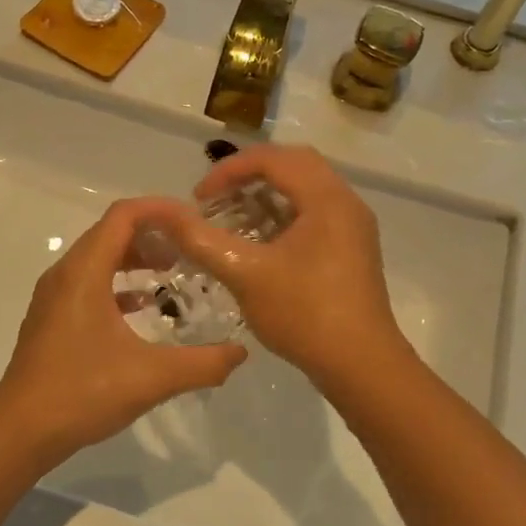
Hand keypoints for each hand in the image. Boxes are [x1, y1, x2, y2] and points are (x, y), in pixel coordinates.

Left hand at [0, 199, 247, 464]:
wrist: (20, 430)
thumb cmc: (82, 392)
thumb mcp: (152, 377)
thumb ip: (202, 363)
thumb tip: (240, 353)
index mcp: (84, 272)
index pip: (123, 215)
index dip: (160, 209)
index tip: (194, 220)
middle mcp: (65, 274)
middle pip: (110, 232)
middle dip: (152, 234)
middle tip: (189, 249)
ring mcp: (54, 296)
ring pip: (98, 257)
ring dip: (134, 258)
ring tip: (171, 273)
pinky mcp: (52, 317)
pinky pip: (89, 282)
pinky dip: (118, 283)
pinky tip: (142, 307)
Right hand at [152, 145, 409, 385]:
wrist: (361, 366)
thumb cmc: (304, 313)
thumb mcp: (244, 273)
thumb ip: (201, 239)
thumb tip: (164, 214)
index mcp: (326, 198)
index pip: (273, 159)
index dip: (229, 170)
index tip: (198, 198)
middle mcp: (345, 202)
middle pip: (293, 166)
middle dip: (248, 176)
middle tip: (216, 198)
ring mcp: (352, 227)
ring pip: (304, 191)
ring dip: (265, 196)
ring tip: (230, 217)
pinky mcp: (351, 249)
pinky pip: (313, 214)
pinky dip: (282, 216)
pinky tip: (257, 243)